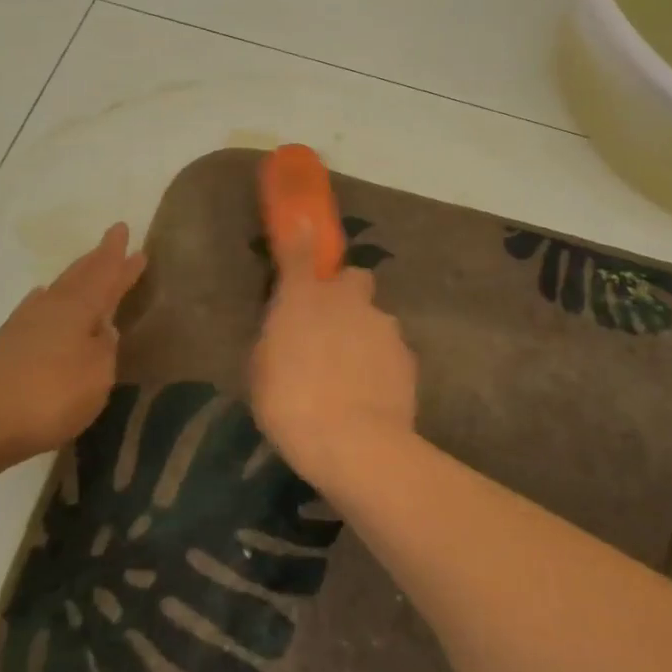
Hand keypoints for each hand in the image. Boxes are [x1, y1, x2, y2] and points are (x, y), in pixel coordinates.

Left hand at [0, 224, 146, 482]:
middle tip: (111, 243)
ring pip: (55, 292)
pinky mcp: (4, 350)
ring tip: (83, 270)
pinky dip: (46, 303)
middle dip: (96, 261)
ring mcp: (23, 328)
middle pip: (78, 277)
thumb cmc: (46, 395)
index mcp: (77, 309)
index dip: (116, 258)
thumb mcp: (96, 376)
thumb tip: (105, 328)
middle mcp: (50, 309)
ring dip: (73, 280)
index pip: (104, 275)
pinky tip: (42, 304)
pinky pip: (35, 312)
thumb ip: (105, 349)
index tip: (123, 229)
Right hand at [250, 224, 417, 489]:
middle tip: (332, 326)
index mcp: (304, 299)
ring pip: (375, 318)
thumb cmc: (290, 404)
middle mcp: (348, 301)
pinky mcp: (408, 357)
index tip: (303, 227)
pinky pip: (390, 350)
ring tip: (352, 376)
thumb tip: (287, 322)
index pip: (301, 254)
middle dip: (346, 295)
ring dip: (364, 334)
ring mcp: (383, 326)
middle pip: (354, 280)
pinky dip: (381, 364)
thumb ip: (279, 333)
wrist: (355, 444)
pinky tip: (372, 394)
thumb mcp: (263, 369)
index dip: (302, 240)